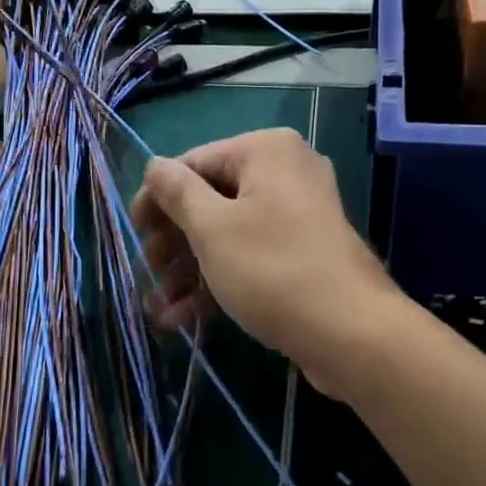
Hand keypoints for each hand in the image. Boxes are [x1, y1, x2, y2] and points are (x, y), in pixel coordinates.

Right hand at [130, 129, 399, 395]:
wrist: (352, 334)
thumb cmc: (273, 269)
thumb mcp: (212, 229)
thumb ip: (177, 193)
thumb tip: (155, 166)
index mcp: (265, 151)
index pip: (194, 163)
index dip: (157, 199)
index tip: (133, 234)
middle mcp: (285, 173)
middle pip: (211, 199)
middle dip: (174, 241)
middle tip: (149, 272)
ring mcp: (298, 215)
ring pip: (228, 233)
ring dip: (190, 269)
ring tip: (160, 308)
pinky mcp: (303, 254)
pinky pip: (251, 256)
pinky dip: (219, 280)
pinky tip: (185, 318)